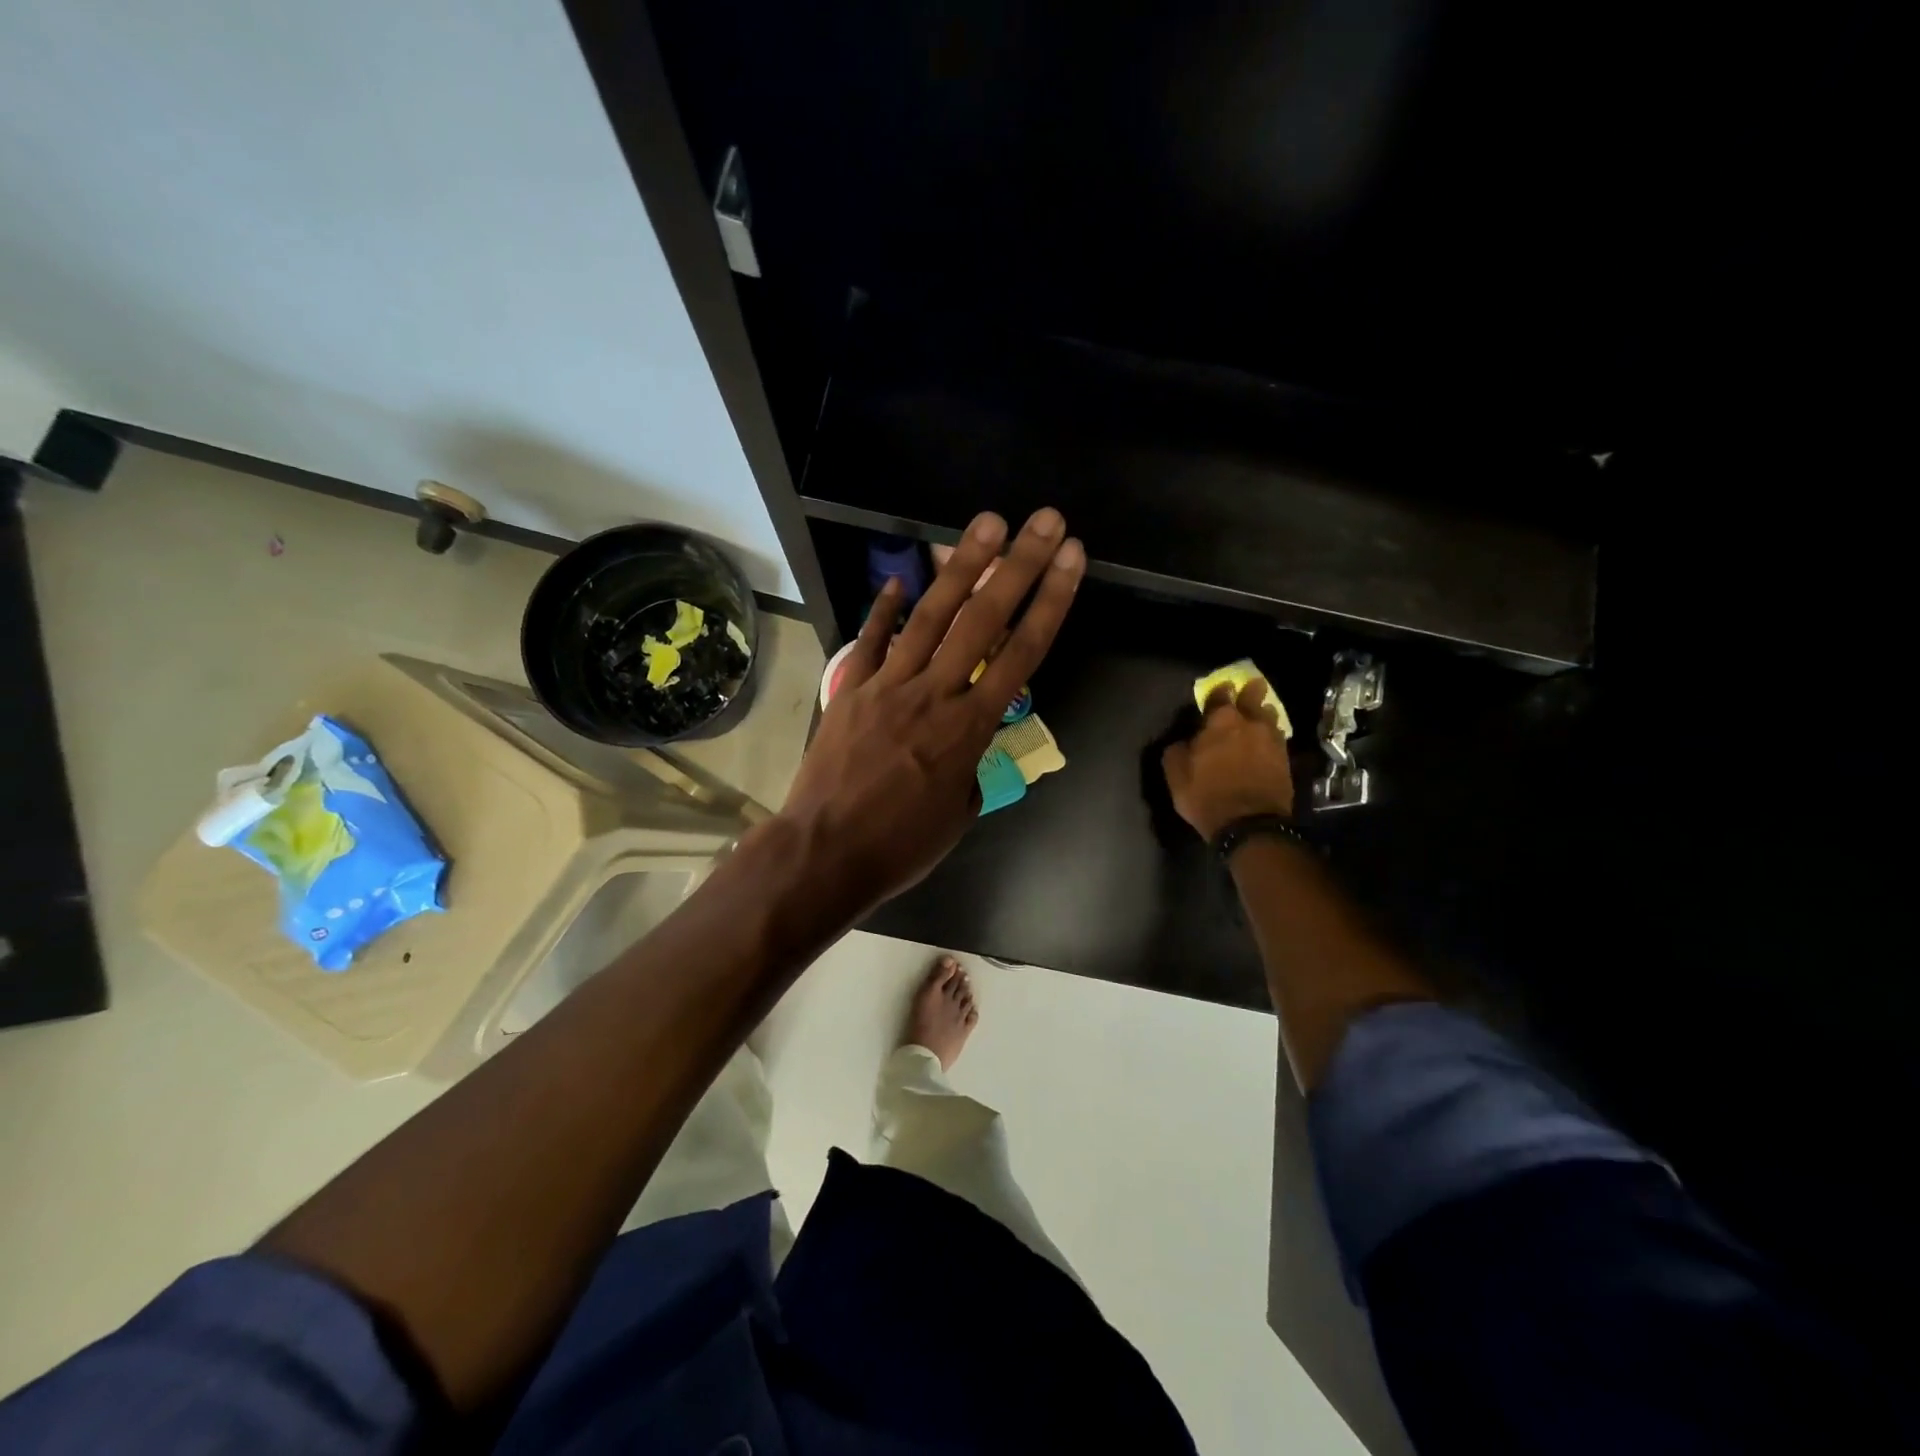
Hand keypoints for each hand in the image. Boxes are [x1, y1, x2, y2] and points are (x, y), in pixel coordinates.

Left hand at [779, 509, 1085, 914]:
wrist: (825, 851)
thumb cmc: (900, 845)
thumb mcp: (958, 814)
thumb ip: (971, 769)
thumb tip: (967, 747)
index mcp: (970, 728)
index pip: (1022, 653)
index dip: (1051, 602)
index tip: (1071, 561)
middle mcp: (935, 693)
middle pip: (983, 619)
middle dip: (1019, 565)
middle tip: (1044, 520)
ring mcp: (889, 684)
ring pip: (931, 615)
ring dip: (962, 565)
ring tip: (988, 523)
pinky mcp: (852, 688)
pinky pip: (872, 640)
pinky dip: (886, 608)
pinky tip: (901, 578)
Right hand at [1162, 678, 1295, 840]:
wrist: (1250, 824)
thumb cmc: (1207, 795)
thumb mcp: (1176, 775)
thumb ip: (1177, 751)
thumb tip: (1183, 741)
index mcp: (1220, 722)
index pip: (1220, 696)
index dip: (1219, 691)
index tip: (1221, 688)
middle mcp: (1250, 724)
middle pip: (1253, 699)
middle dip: (1252, 691)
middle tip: (1254, 685)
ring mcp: (1272, 742)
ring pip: (1270, 718)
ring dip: (1264, 714)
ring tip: (1262, 713)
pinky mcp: (1286, 760)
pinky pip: (1278, 739)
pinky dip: (1272, 737)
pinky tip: (1269, 740)